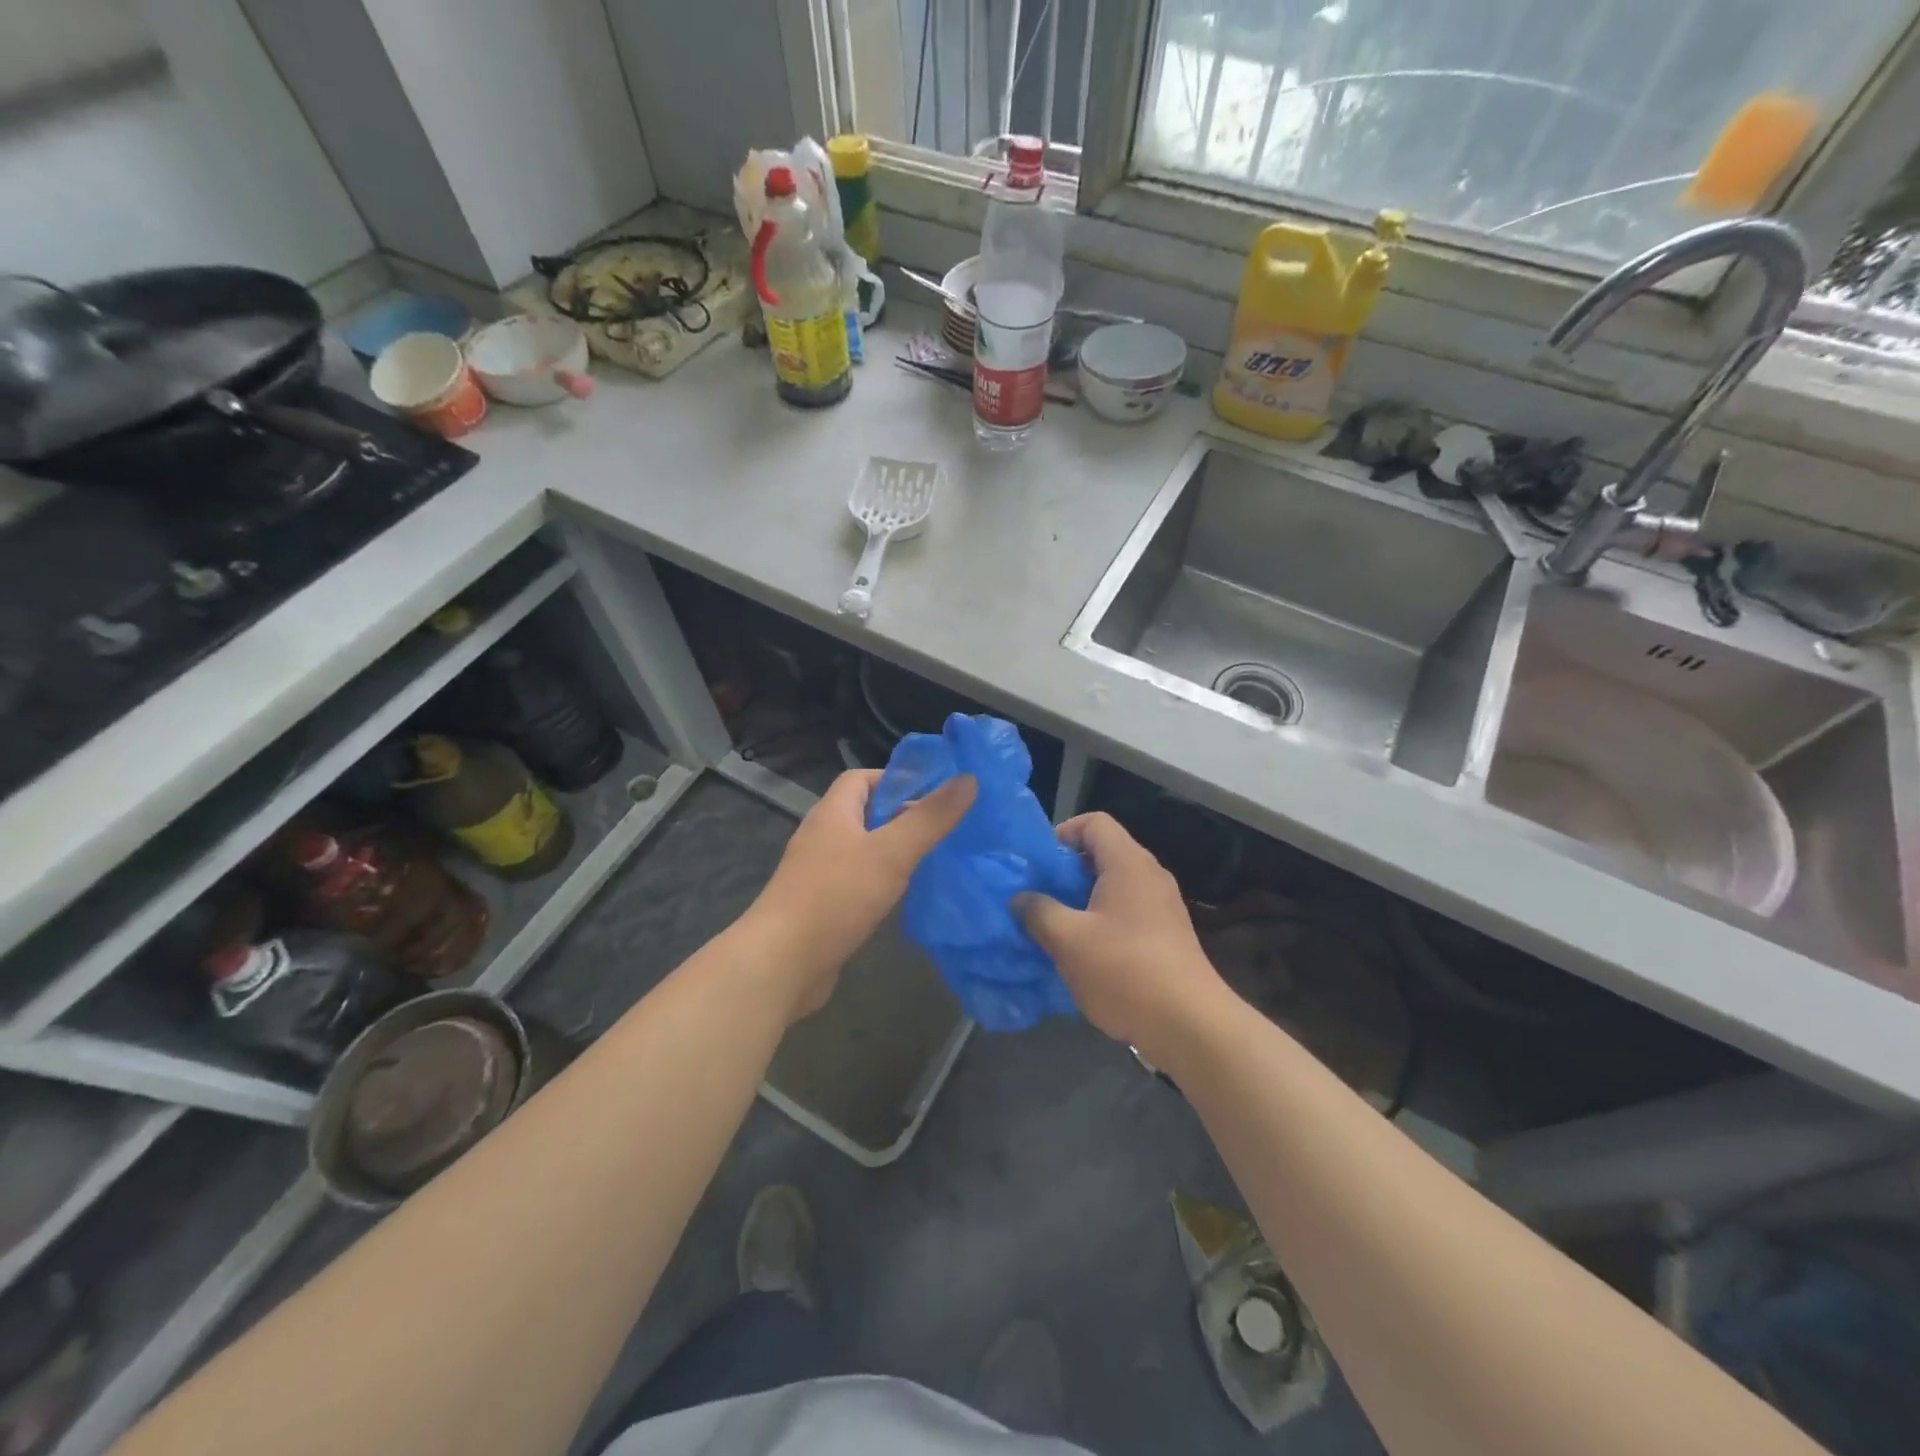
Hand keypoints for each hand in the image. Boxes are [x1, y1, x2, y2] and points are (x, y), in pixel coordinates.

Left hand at [746, 768, 975, 1017]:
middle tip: (943, 828)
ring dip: (894, 852)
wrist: (782, 963)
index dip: (896, 778)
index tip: (934, 793)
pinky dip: (882, 884)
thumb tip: (968, 778)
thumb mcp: (891, 852)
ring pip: (863, 851)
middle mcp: (822, 837)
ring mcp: (819, 874)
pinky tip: (904, 897)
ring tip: (933, 859)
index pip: (862, 778)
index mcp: (833, 813)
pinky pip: (857, 883)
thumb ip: (930, 818)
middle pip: (865, 814)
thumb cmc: (836, 897)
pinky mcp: (822, 907)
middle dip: (902, 817)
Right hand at [1018, 813, 1231, 1067]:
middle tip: (1039, 898)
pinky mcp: (1167, 935)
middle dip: (1066, 872)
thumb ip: (1038, 912)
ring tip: (1055, 928)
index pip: (1094, 822)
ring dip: (1081, 901)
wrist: (1190, 1024)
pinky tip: (1084, 954)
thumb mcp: (1068, 940)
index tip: (1039, 864)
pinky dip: (1102, 922)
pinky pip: (1127, 912)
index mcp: (1128, 863)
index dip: (1063, 833)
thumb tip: (1021, 899)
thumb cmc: (1125, 970)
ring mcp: (1163, 906)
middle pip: (1103, 853)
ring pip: (1114, 886)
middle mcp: (1149, 876)